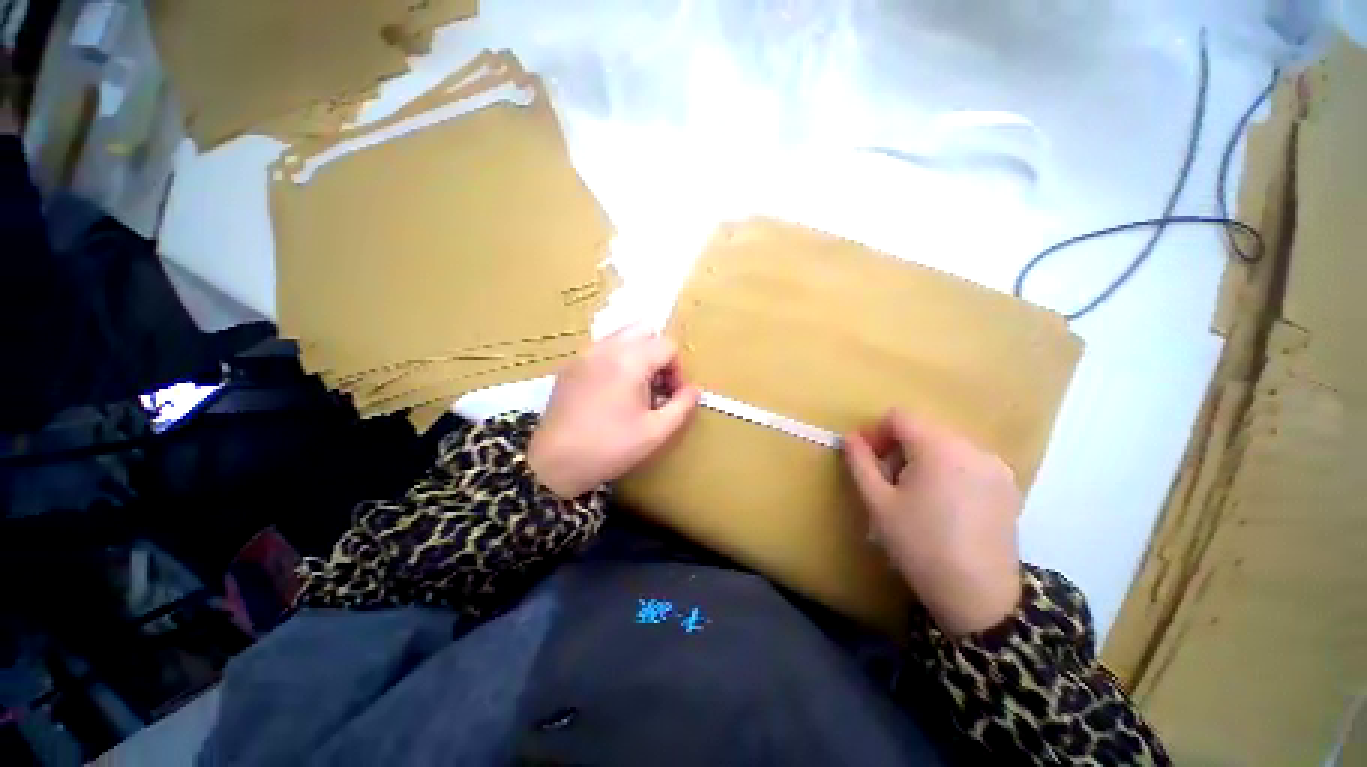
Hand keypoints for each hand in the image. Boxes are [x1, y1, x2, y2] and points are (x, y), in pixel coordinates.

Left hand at [528, 327, 700, 498]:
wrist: (553, 464)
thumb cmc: (609, 448)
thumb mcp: (655, 432)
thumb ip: (682, 406)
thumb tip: (694, 390)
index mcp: (629, 360)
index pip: (667, 345)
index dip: (677, 369)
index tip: (672, 396)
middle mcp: (605, 347)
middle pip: (644, 330)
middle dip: (658, 354)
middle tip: (656, 386)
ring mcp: (583, 354)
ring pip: (621, 336)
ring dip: (637, 355)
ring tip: (635, 388)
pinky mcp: (569, 365)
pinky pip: (601, 349)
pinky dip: (616, 360)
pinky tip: (612, 391)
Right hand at [844, 410, 1023, 636]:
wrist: (979, 598)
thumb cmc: (920, 546)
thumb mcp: (878, 502)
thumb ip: (861, 462)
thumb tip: (851, 438)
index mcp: (940, 448)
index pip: (900, 417)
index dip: (877, 432)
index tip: (867, 458)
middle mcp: (973, 448)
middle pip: (924, 429)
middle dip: (898, 447)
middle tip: (887, 481)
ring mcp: (996, 467)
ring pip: (946, 445)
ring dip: (921, 458)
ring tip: (914, 494)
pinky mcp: (1008, 487)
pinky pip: (967, 462)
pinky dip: (946, 470)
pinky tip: (942, 504)